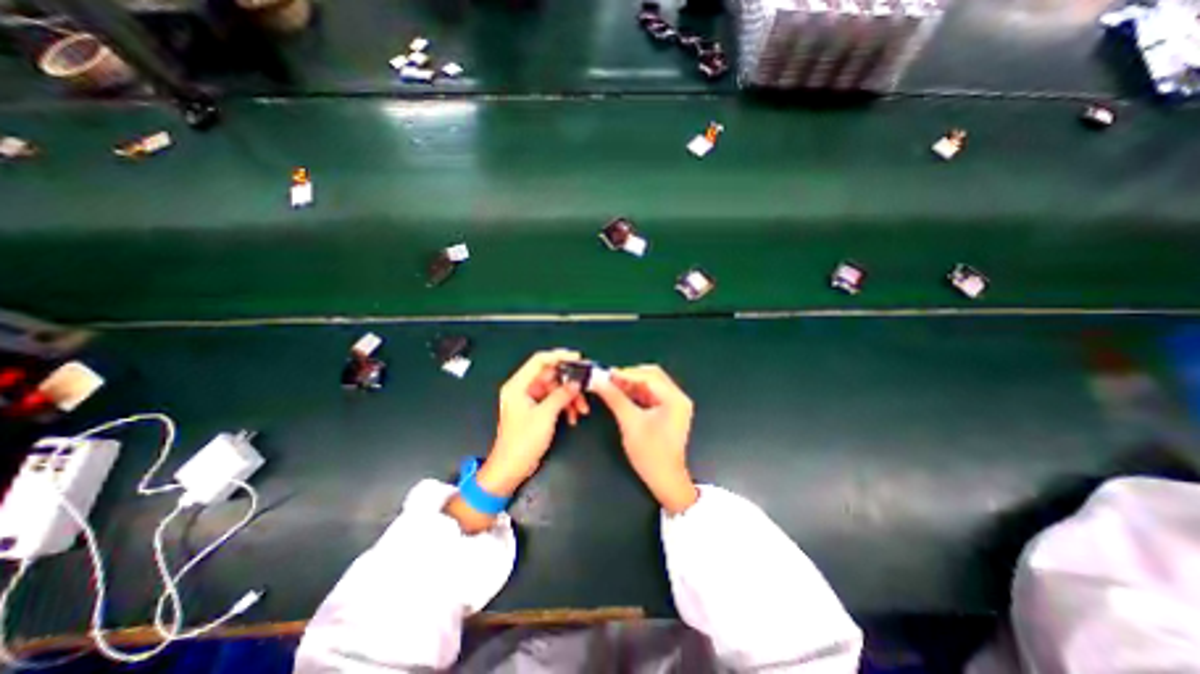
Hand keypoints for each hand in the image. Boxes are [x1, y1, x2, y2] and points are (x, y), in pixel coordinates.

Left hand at [478, 354, 587, 500]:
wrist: (511, 469)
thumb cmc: (523, 441)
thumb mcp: (545, 416)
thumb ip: (561, 395)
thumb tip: (577, 382)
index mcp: (518, 385)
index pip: (539, 360)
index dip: (559, 356)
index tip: (578, 358)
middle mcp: (523, 388)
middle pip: (550, 375)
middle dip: (569, 383)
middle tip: (585, 387)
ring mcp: (530, 400)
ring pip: (555, 389)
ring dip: (569, 397)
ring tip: (581, 410)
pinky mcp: (536, 410)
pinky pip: (554, 400)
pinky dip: (565, 406)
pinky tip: (573, 417)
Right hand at [595, 365, 698, 512]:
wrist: (665, 481)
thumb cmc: (650, 453)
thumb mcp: (630, 423)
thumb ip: (615, 398)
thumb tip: (598, 381)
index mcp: (675, 398)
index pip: (649, 376)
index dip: (626, 373)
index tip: (605, 374)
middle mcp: (678, 397)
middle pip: (652, 376)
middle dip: (629, 377)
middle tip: (608, 380)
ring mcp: (674, 404)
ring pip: (650, 385)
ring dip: (631, 384)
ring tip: (611, 386)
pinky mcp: (668, 411)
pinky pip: (650, 395)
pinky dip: (635, 393)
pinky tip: (621, 395)